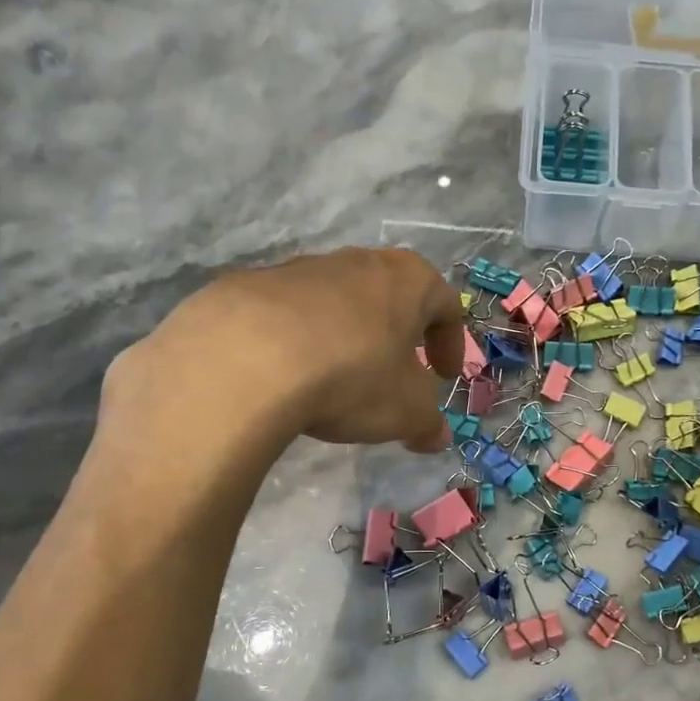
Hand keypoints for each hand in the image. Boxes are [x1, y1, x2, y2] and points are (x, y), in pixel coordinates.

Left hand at [103, 247, 462, 456]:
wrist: (249, 359)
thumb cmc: (353, 376)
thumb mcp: (406, 411)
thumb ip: (428, 423)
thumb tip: (436, 438)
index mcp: (408, 280)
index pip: (446, 306)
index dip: (451, 344)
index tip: (442, 376)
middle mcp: (359, 262)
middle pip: (392, 297)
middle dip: (399, 337)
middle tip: (396, 373)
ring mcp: (303, 269)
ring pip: (341, 303)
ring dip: (349, 337)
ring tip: (339, 380)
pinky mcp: (255, 285)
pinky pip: (293, 315)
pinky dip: (302, 341)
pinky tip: (292, 377)